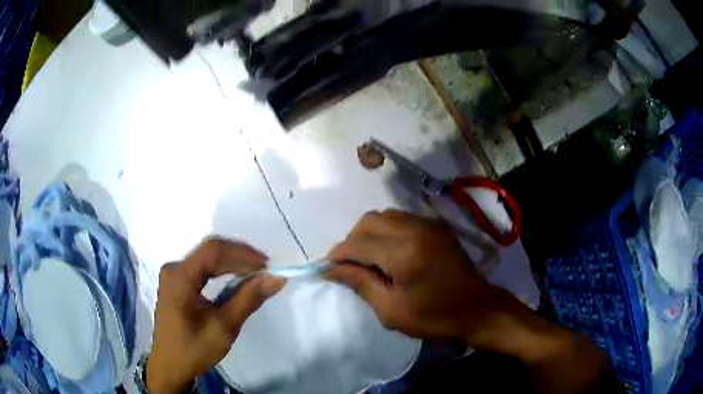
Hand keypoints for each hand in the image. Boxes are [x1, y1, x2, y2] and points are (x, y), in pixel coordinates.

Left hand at [146, 238, 285, 393]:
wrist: (170, 367)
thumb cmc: (194, 349)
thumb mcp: (224, 327)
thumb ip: (248, 299)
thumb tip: (276, 278)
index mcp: (180, 276)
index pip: (213, 251)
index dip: (242, 253)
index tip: (267, 265)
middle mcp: (174, 269)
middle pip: (210, 252)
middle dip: (239, 257)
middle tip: (266, 270)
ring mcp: (174, 275)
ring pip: (206, 258)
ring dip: (232, 263)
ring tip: (256, 273)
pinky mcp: (176, 283)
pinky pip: (202, 268)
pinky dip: (222, 271)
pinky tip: (235, 279)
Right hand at [327, 210, 610, 393]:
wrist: (478, 309)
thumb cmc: (435, 317)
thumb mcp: (392, 310)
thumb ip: (360, 283)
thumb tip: (332, 269)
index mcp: (403, 252)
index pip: (357, 243)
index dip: (338, 255)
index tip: (327, 269)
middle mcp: (414, 228)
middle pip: (368, 222)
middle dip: (351, 242)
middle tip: (348, 266)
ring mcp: (427, 224)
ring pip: (383, 216)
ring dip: (367, 234)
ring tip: (366, 259)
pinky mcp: (435, 226)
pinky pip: (400, 218)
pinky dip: (385, 230)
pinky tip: (387, 251)